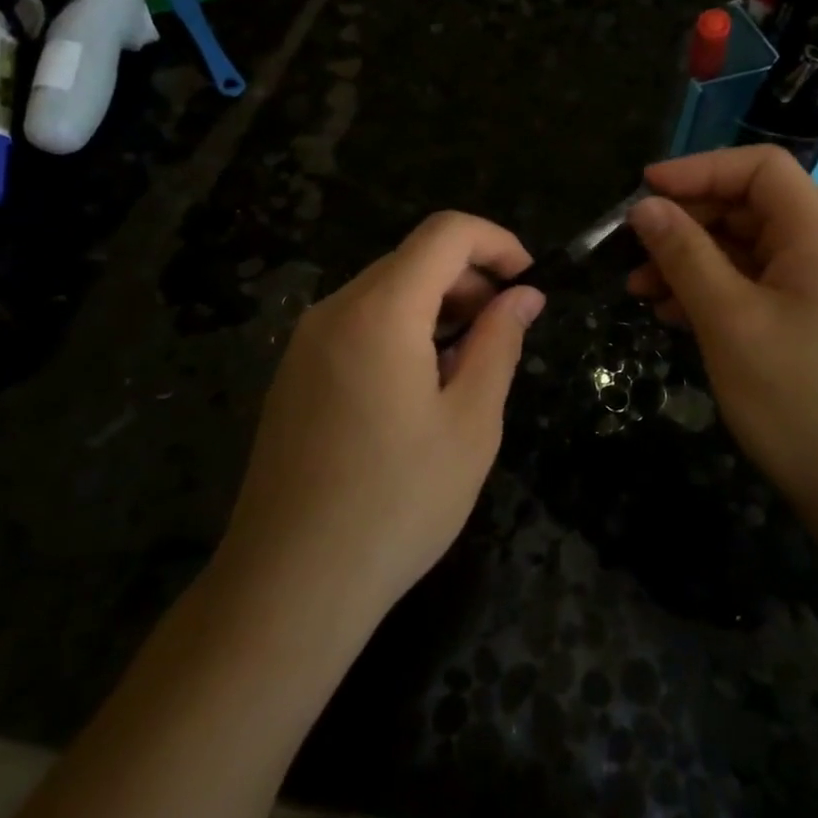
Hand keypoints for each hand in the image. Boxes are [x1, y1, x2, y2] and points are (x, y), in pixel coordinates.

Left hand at [220, 212, 545, 625]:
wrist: (289, 584)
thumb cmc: (397, 503)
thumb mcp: (470, 423)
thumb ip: (499, 344)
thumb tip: (524, 296)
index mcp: (380, 311)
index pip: (445, 233)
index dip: (497, 242)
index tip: (529, 281)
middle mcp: (334, 310)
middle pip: (413, 259)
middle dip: (470, 279)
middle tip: (505, 332)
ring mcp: (306, 342)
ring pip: (385, 292)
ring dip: (437, 307)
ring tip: (468, 366)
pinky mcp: (294, 374)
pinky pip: (357, 325)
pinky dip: (402, 331)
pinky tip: (420, 389)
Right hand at [625, 146, 817, 499]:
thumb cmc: (798, 396)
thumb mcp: (729, 320)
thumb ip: (685, 256)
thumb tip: (644, 207)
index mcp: (815, 237)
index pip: (760, 169)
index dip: (701, 169)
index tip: (645, 190)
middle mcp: (816, 254)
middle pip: (745, 208)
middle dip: (685, 221)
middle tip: (631, 247)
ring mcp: (808, 293)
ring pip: (739, 252)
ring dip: (687, 260)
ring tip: (637, 289)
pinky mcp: (797, 327)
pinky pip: (745, 289)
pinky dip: (704, 293)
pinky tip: (669, 315)